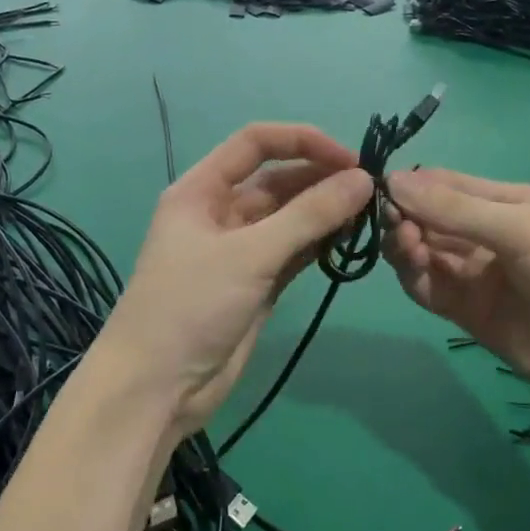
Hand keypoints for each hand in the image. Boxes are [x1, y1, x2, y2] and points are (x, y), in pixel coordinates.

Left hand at [102, 124, 373, 436]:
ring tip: (369, 214)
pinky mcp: (255, 283)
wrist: (157, 388)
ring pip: (289, 217)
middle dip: (321, 179)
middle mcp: (220, 212)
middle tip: (372, 191)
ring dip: (325, 212)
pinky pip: (293, 251)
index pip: (256, 143)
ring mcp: (239, 250)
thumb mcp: (249, 254)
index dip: (302, 142)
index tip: (350, 160)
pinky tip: (350, 240)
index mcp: (202, 190)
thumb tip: (362, 179)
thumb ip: (308, 216)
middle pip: (277, 180)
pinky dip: (319, 244)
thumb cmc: (190, 306)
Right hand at [384, 169, 529, 413]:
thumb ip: (455, 208)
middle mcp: (484, 235)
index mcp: (505, 203)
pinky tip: (415, 270)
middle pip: (428, 218)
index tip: (381, 188)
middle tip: (398, 226)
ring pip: (422, 252)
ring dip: (405, 246)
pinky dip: (413, 277)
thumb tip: (392, 181)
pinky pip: (428, 288)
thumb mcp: (522, 227)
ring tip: (408, 248)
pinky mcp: (465, 312)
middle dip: (406, 216)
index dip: (412, 185)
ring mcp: (474, 275)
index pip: (445, 185)